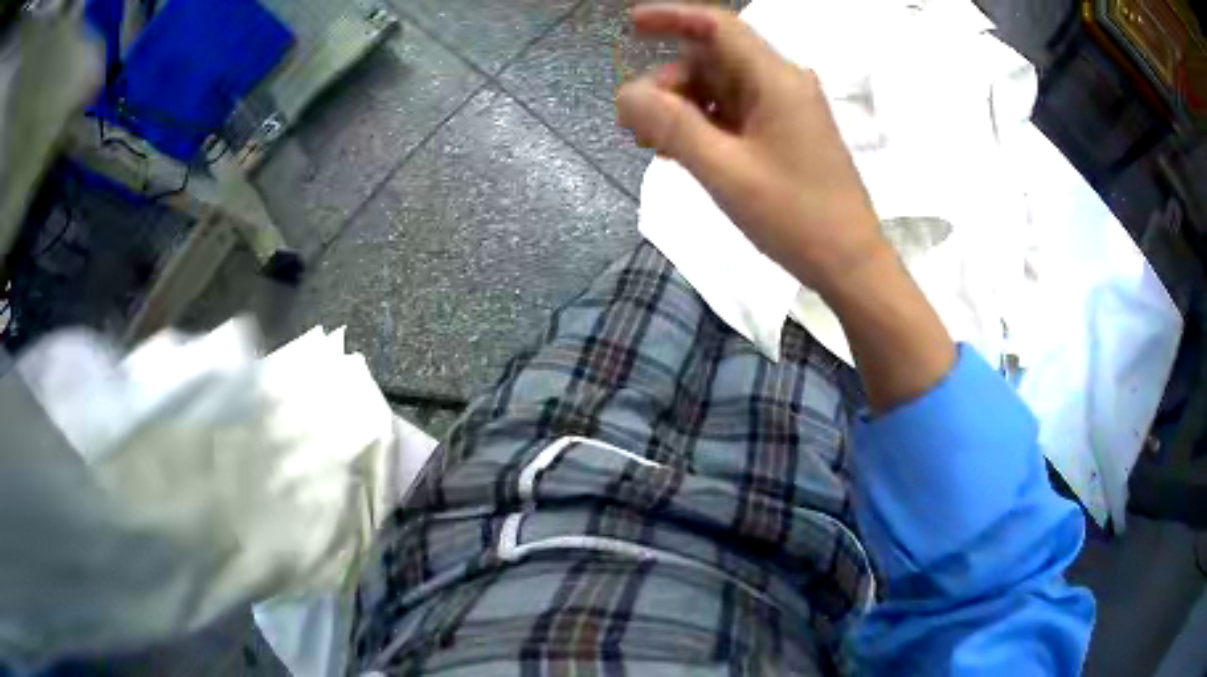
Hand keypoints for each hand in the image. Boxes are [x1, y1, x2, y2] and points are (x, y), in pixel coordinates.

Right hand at [617, 3, 954, 410]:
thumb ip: (671, 125)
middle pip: (712, 60)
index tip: (630, 26)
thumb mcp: (724, 171)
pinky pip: (736, 112)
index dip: (671, 17)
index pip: (718, 26)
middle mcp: (783, 83)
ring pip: (720, 87)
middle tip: (637, 127)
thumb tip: (626, 94)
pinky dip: (705, 124)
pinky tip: (685, 151)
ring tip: (656, 146)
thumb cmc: (795, 217)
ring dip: (683, 107)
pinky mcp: (787, 133)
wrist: (850, 264)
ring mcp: (787, 109)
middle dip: (669, 84)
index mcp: (775, 79)